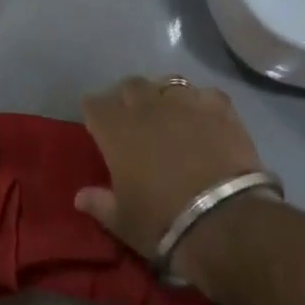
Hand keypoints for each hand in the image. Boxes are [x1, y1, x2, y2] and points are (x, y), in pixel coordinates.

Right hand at [76, 77, 274, 287]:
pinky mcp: (220, 108)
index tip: (98, 125)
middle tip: (133, 120)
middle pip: (130, 85)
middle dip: (128, 98)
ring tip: (170, 115)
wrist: (224, 220)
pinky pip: (205, 94)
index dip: (95, 112)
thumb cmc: (162, 222)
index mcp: (116, 130)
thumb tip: (80, 197)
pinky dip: (201, 103)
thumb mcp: (123, 221)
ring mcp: (185, 103)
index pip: (94, 104)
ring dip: (164, 96)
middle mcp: (147, 107)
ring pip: (168, 83)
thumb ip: (99, 203)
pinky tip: (204, 118)